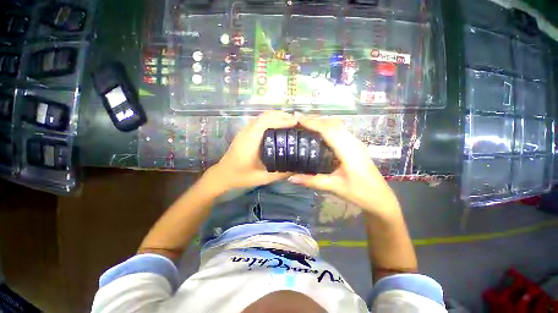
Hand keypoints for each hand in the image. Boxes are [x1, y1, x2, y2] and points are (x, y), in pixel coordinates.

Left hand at [207, 111, 296, 192]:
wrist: (223, 175)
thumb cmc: (241, 176)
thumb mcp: (263, 178)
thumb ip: (281, 173)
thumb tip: (297, 168)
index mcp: (250, 140)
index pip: (266, 122)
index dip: (282, 120)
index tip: (296, 123)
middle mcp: (247, 131)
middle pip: (265, 115)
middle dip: (282, 116)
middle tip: (297, 122)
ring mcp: (245, 130)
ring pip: (262, 116)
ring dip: (277, 116)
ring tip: (291, 122)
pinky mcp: (246, 132)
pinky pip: (260, 121)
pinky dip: (271, 120)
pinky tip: (279, 127)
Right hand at [288, 115, 398, 215]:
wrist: (380, 198)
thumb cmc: (359, 193)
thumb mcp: (334, 187)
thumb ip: (312, 181)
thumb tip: (291, 178)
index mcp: (348, 150)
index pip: (328, 130)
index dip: (312, 122)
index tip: (297, 117)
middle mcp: (353, 142)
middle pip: (333, 123)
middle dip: (315, 119)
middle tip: (298, 118)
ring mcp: (356, 142)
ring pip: (337, 125)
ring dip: (321, 121)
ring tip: (305, 122)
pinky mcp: (355, 145)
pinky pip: (340, 130)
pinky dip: (327, 126)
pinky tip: (319, 131)